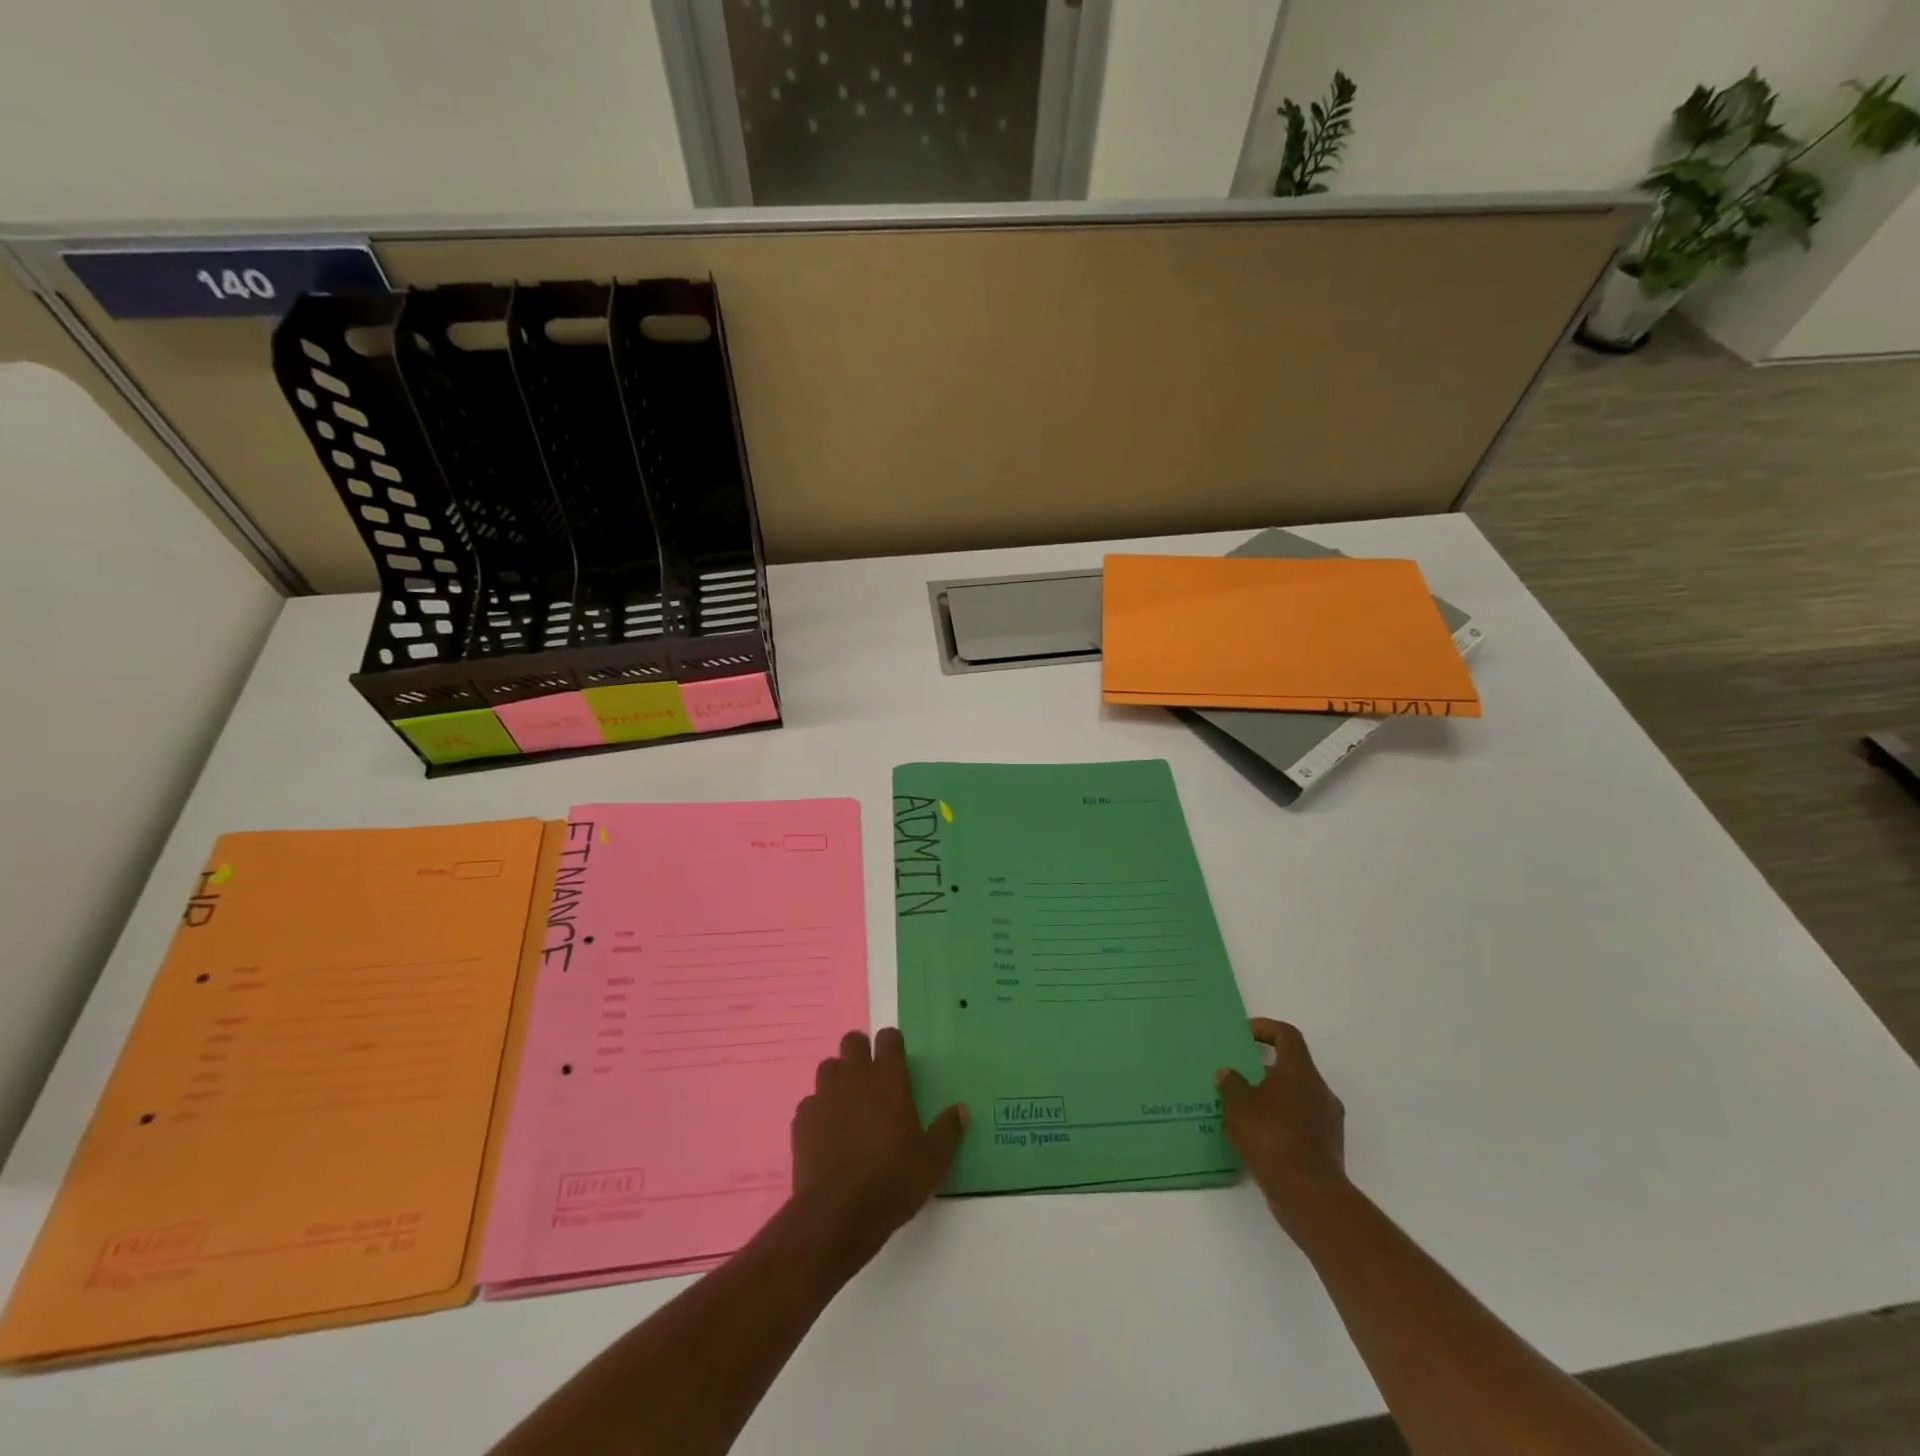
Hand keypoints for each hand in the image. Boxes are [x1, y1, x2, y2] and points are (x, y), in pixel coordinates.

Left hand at [790, 1028, 967, 1274]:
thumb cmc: (892, 1181)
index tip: (898, 1061)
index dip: (893, 1045)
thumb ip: (947, 1130)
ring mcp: (824, 1096)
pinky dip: (819, 1110)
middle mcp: (854, 1077)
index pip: (888, 1038)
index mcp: (888, 1079)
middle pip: (852, 1041)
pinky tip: (827, 1132)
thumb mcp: (933, 1160)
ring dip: (838, 1077)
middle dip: (861, 1052)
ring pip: (828, 1067)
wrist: (837, 1214)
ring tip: (848, 1103)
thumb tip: (960, 1109)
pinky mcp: (801, 1121)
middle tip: (872, 1079)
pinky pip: (810, 1102)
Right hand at [1216, 1018, 1346, 1224]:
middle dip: (1263, 1069)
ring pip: (1296, 1098)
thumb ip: (1231, 1084)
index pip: (1287, 1035)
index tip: (1244, 1036)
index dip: (1265, 1029)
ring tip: (1243, 1110)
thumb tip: (1228, 1074)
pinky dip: (1280, 1124)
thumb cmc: (1271, 1136)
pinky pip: (1300, 1124)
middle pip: (1292, 1067)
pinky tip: (1257, 1138)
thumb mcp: (1238, 1105)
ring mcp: (1327, 1121)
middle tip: (1237, 1077)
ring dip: (1271, 1099)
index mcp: (1300, 1071)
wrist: (1309, 1194)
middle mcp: (1319, 1090)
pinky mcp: (1327, 1148)